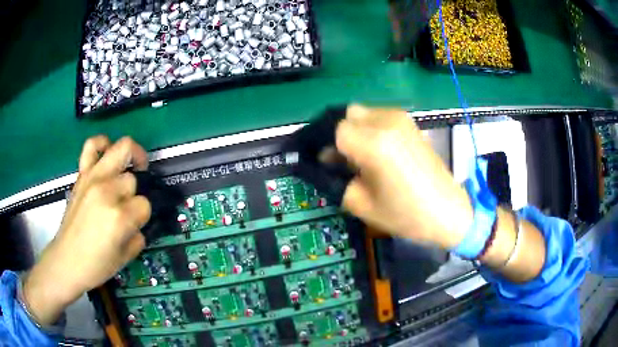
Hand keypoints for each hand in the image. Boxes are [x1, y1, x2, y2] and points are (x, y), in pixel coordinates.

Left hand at [23, 136, 151, 325]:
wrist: (66, 260)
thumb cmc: (96, 265)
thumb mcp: (125, 257)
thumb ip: (138, 235)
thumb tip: (138, 221)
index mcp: (119, 217)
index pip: (144, 205)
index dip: (142, 216)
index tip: (134, 225)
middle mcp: (106, 192)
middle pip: (132, 179)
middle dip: (133, 194)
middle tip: (127, 206)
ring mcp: (92, 179)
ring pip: (119, 151)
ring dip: (129, 158)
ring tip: (131, 166)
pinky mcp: (81, 175)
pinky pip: (92, 145)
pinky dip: (102, 143)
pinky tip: (107, 151)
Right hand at [337, 105, 472, 248]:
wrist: (447, 211)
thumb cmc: (405, 214)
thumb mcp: (361, 204)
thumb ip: (337, 178)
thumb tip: (328, 159)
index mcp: (374, 144)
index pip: (336, 130)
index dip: (328, 146)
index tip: (329, 162)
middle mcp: (387, 123)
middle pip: (348, 115)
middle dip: (341, 134)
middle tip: (344, 159)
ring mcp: (401, 120)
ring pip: (364, 113)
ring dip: (356, 130)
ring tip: (363, 156)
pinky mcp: (411, 123)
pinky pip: (380, 116)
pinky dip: (371, 128)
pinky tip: (379, 150)